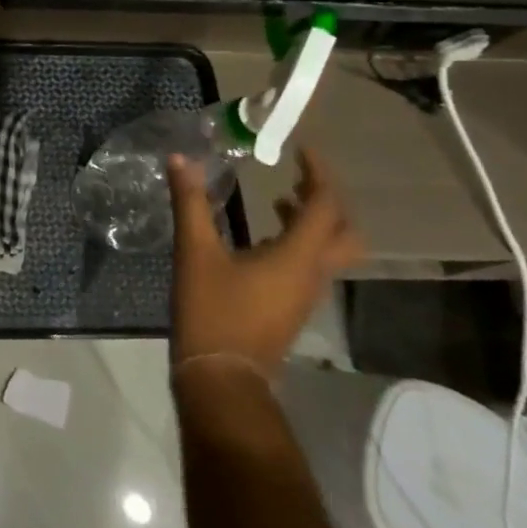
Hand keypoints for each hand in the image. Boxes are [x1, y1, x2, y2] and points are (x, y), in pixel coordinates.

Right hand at [170, 147, 363, 373]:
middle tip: (299, 178)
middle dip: (327, 200)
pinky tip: (262, 239)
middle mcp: (313, 273)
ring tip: (278, 200)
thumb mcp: (194, 253)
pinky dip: (298, 242)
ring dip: (313, 221)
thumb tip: (181, 158)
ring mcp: (306, 293)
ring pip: (329, 250)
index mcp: (298, 256)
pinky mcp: (292, 306)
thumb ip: (190, 203)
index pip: (325, 205)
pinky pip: (310, 265)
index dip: (319, 173)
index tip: (302, 150)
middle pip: (344, 231)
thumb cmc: (213, 311)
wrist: (222, 377)